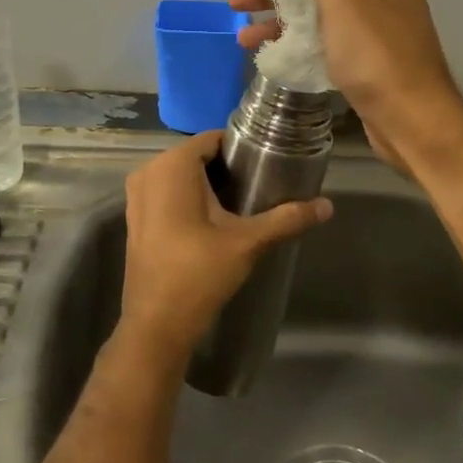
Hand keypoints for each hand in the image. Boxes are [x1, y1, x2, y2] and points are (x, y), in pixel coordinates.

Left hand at [118, 131, 332, 357]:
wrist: (157, 324)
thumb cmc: (199, 273)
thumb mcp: (248, 242)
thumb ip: (287, 218)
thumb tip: (327, 206)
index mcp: (172, 166)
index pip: (212, 139)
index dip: (240, 148)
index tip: (267, 163)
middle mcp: (148, 172)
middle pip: (196, 156)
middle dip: (226, 168)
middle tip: (260, 186)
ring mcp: (136, 197)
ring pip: (180, 177)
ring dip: (208, 185)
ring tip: (242, 203)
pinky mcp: (135, 219)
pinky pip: (166, 194)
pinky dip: (188, 199)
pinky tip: (214, 221)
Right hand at [230, 0, 462, 174]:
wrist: (412, 120)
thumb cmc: (378, 56)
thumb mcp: (344, 2)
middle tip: (236, 1)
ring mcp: (373, 30)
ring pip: (317, 15)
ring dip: (279, 21)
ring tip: (242, 36)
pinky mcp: (364, 61)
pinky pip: (324, 42)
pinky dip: (296, 44)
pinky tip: (268, 53)